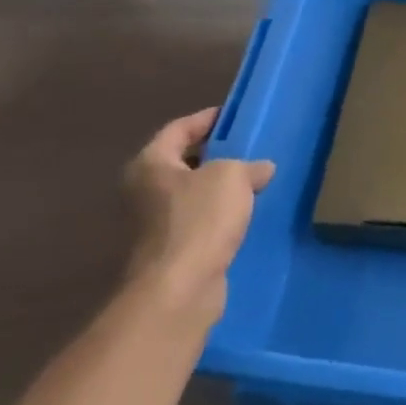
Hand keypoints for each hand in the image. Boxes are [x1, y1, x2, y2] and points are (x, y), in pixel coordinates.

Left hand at [121, 108, 273, 322]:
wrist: (179, 288)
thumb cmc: (200, 219)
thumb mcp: (231, 176)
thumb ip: (248, 165)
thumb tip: (261, 169)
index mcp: (150, 164)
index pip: (179, 129)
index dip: (208, 119)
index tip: (235, 116)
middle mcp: (144, 191)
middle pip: (183, 162)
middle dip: (216, 155)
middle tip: (250, 148)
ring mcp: (154, 225)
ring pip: (192, 195)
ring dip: (219, 189)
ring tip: (255, 181)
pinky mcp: (170, 252)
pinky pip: (199, 222)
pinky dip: (219, 217)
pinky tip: (246, 216)